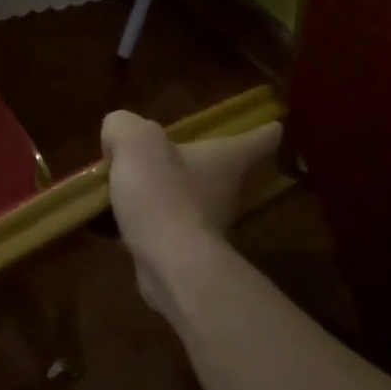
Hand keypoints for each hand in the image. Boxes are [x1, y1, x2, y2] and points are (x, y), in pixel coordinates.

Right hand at [101, 111, 282, 313]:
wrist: (169, 263)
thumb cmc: (162, 194)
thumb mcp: (136, 142)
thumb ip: (124, 126)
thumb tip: (118, 138)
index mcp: (225, 158)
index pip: (259, 139)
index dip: (265, 130)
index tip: (274, 126)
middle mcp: (226, 190)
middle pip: (225, 170)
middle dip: (206, 162)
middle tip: (180, 153)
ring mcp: (209, 224)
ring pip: (193, 200)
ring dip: (172, 193)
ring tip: (136, 186)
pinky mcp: (187, 251)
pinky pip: (167, 227)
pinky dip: (149, 222)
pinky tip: (117, 220)